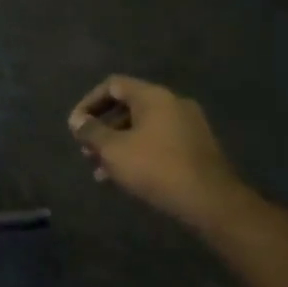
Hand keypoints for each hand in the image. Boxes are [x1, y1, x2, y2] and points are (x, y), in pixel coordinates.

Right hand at [69, 75, 244, 230]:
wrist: (211, 201)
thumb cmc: (156, 168)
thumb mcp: (114, 150)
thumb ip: (91, 132)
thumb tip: (78, 121)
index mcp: (153, 96)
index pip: (113, 85)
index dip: (89, 103)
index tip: (76, 126)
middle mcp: (173, 103)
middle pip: (128, 107)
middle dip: (103, 129)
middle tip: (87, 151)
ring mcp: (188, 125)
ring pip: (143, 128)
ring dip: (118, 145)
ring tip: (101, 171)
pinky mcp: (197, 148)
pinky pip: (159, 142)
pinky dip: (139, 153)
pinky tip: (127, 178)